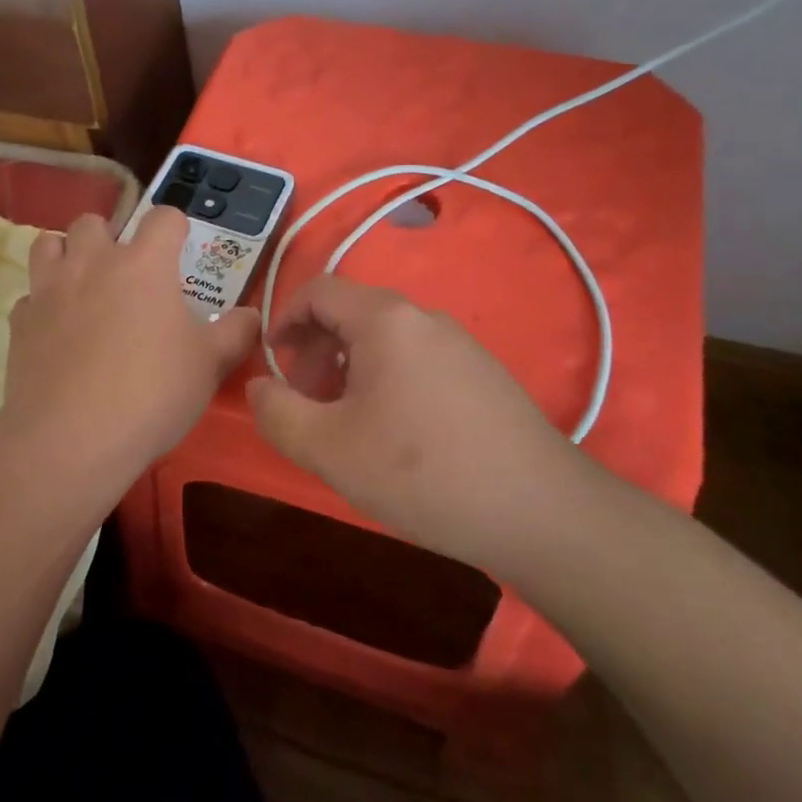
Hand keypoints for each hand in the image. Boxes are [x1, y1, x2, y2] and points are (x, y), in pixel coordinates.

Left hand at [0, 208, 258, 515]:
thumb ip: (236, 333)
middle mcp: (93, 263)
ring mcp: (50, 289)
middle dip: (111, 237)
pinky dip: (44, 303)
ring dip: (68, 255)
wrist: (71, 438)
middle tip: (126, 273)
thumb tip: (251, 316)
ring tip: (83, 285)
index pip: (163, 217)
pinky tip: (57, 330)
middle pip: (94, 221)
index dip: (175, 227)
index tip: (180, 249)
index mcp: (144, 265)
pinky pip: (31, 295)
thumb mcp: (209, 366)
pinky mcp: (20, 321)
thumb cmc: (151, 394)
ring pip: (50, 244)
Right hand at [247, 275, 589, 571]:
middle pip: (351, 313)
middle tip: (304, 401)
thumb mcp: (328, 448)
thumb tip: (259, 386)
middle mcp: (424, 318)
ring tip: (344, 423)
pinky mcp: (483, 374)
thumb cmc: (421, 471)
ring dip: (348, 368)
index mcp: (385, 319)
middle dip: (315, 349)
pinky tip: (393, 435)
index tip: (271, 363)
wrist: (541, 512)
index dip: (283, 319)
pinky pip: (416, 360)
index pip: (318, 290)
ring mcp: (460, 344)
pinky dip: (385, 380)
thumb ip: (277, 412)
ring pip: (385, 340)